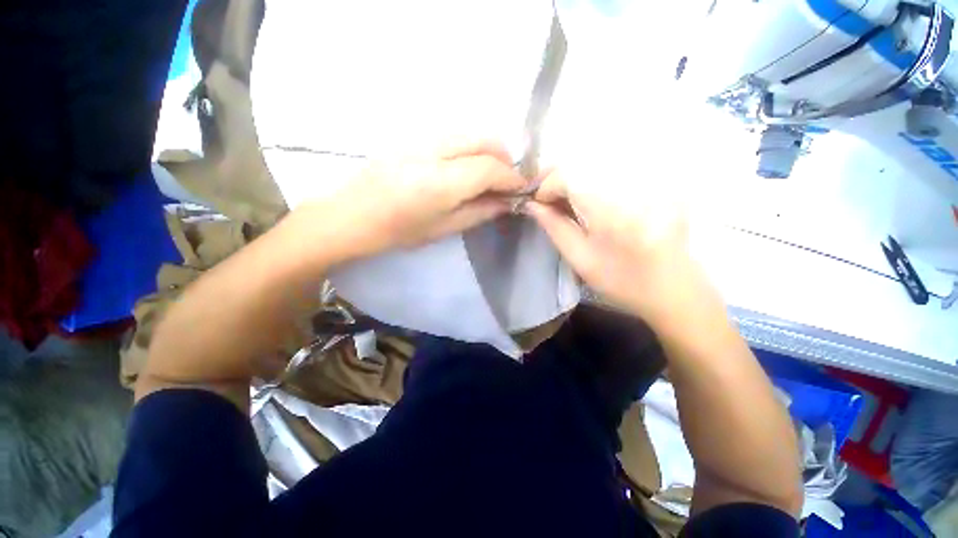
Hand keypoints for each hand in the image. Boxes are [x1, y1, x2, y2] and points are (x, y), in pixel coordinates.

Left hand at [291, 140, 528, 262]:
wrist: (351, 216)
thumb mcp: (444, 228)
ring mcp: (419, 139)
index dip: (511, 177)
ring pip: (469, 133)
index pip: (488, 168)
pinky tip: (466, 167)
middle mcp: (432, 152)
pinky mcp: (412, 137)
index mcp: (439, 183)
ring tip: (488, 175)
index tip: (521, 189)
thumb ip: (480, 211)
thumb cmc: (398, 232)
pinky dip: (469, 147)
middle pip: (483, 139)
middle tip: (506, 181)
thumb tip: (507, 202)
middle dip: (504, 157)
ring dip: (487, 150)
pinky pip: (452, 135)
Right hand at [525, 165, 705, 324]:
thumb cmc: (621, 281)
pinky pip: (616, 170)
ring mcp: (649, 181)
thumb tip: (532, 205)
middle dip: (558, 177)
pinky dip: (594, 179)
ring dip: (575, 178)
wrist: (673, 290)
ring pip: (598, 164)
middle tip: (547, 197)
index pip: (570, 175)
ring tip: (565, 199)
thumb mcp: (580, 258)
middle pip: (584, 163)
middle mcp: (631, 186)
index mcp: (610, 210)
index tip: (537, 202)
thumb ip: (554, 227)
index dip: (547, 184)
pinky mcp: (658, 182)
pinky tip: (589, 198)